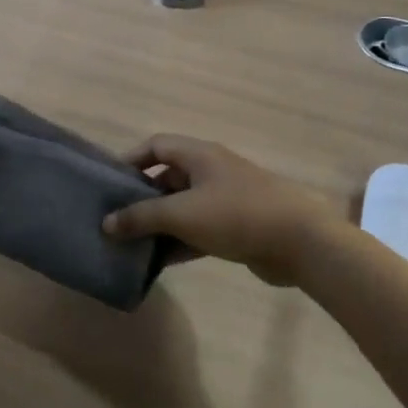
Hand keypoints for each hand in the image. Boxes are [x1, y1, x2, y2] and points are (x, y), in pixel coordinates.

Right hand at [101, 135, 343, 284]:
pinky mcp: (236, 227)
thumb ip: (141, 217)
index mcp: (199, 155)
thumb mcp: (181, 213)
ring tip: (132, 244)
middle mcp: (211, 171)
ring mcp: (225, 199)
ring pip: (182, 207)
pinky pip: (198, 229)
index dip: (131, 159)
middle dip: (142, 197)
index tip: (110, 183)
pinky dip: (179, 241)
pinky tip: (159, 262)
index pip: (156, 146)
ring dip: (160, 223)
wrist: (301, 243)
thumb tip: (106, 223)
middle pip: (167, 177)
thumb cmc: (236, 215)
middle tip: (117, 218)